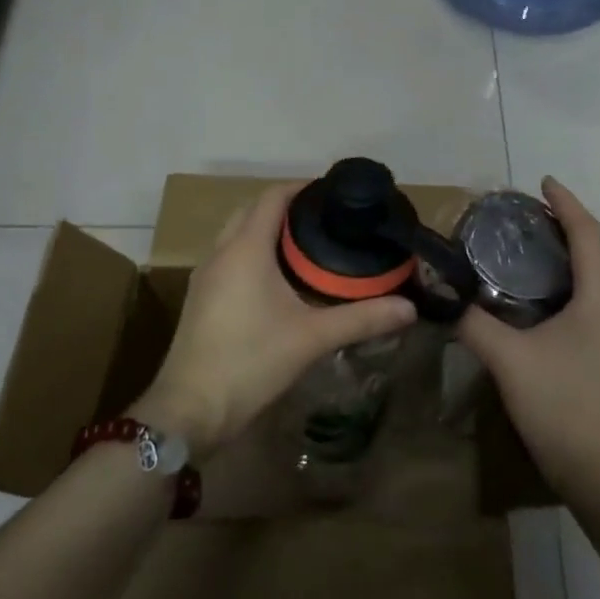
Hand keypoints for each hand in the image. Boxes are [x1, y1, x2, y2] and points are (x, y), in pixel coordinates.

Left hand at [132, 182, 415, 458]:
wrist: (190, 410)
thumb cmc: (250, 361)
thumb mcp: (312, 338)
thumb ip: (361, 319)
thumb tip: (409, 308)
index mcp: (245, 249)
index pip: (272, 197)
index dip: (302, 188)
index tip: (333, 193)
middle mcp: (221, 253)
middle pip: (252, 210)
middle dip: (285, 207)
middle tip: (325, 220)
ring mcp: (206, 276)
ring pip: (236, 234)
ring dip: (265, 230)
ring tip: (306, 245)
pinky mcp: (201, 299)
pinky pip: (229, 257)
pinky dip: (253, 252)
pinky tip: (278, 279)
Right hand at [458, 177, 599, 497]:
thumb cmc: (561, 406)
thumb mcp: (508, 360)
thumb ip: (473, 323)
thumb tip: (444, 298)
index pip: (588, 233)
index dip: (566, 202)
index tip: (542, 182)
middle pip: (595, 255)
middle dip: (562, 231)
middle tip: (523, 223)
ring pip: (596, 284)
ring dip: (567, 264)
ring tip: (528, 259)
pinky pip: (597, 308)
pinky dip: (572, 292)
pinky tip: (543, 307)